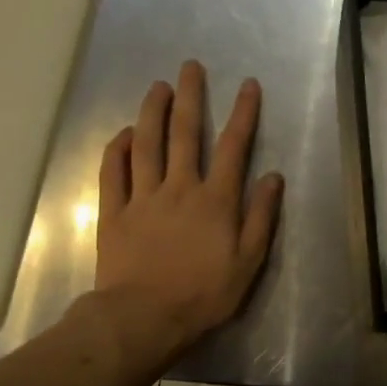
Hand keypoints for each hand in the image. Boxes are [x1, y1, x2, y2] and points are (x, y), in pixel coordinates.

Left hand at [81, 61, 282, 363]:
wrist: (143, 319)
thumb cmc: (203, 294)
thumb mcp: (248, 262)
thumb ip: (261, 217)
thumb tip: (272, 177)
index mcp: (216, 200)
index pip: (234, 146)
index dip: (243, 113)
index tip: (248, 85)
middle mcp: (179, 188)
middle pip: (185, 134)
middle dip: (190, 97)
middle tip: (190, 67)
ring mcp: (143, 198)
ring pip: (147, 145)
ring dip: (152, 112)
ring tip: (157, 86)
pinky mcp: (114, 213)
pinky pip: (113, 173)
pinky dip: (118, 149)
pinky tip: (124, 133)